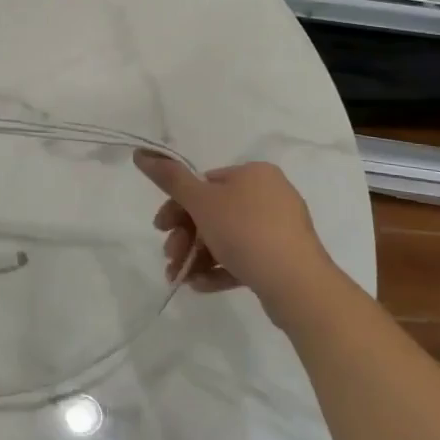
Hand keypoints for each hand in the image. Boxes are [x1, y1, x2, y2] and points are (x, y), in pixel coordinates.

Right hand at [132, 152, 334, 317]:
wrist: (298, 286)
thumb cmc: (246, 232)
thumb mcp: (201, 202)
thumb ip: (170, 178)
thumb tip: (141, 153)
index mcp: (254, 174)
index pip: (205, 184)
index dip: (177, 206)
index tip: (161, 228)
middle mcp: (270, 196)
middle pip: (213, 212)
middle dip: (185, 236)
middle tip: (170, 255)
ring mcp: (279, 229)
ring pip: (226, 238)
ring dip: (197, 256)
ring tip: (181, 276)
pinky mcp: (283, 259)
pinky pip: (244, 258)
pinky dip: (219, 269)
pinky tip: (199, 285)